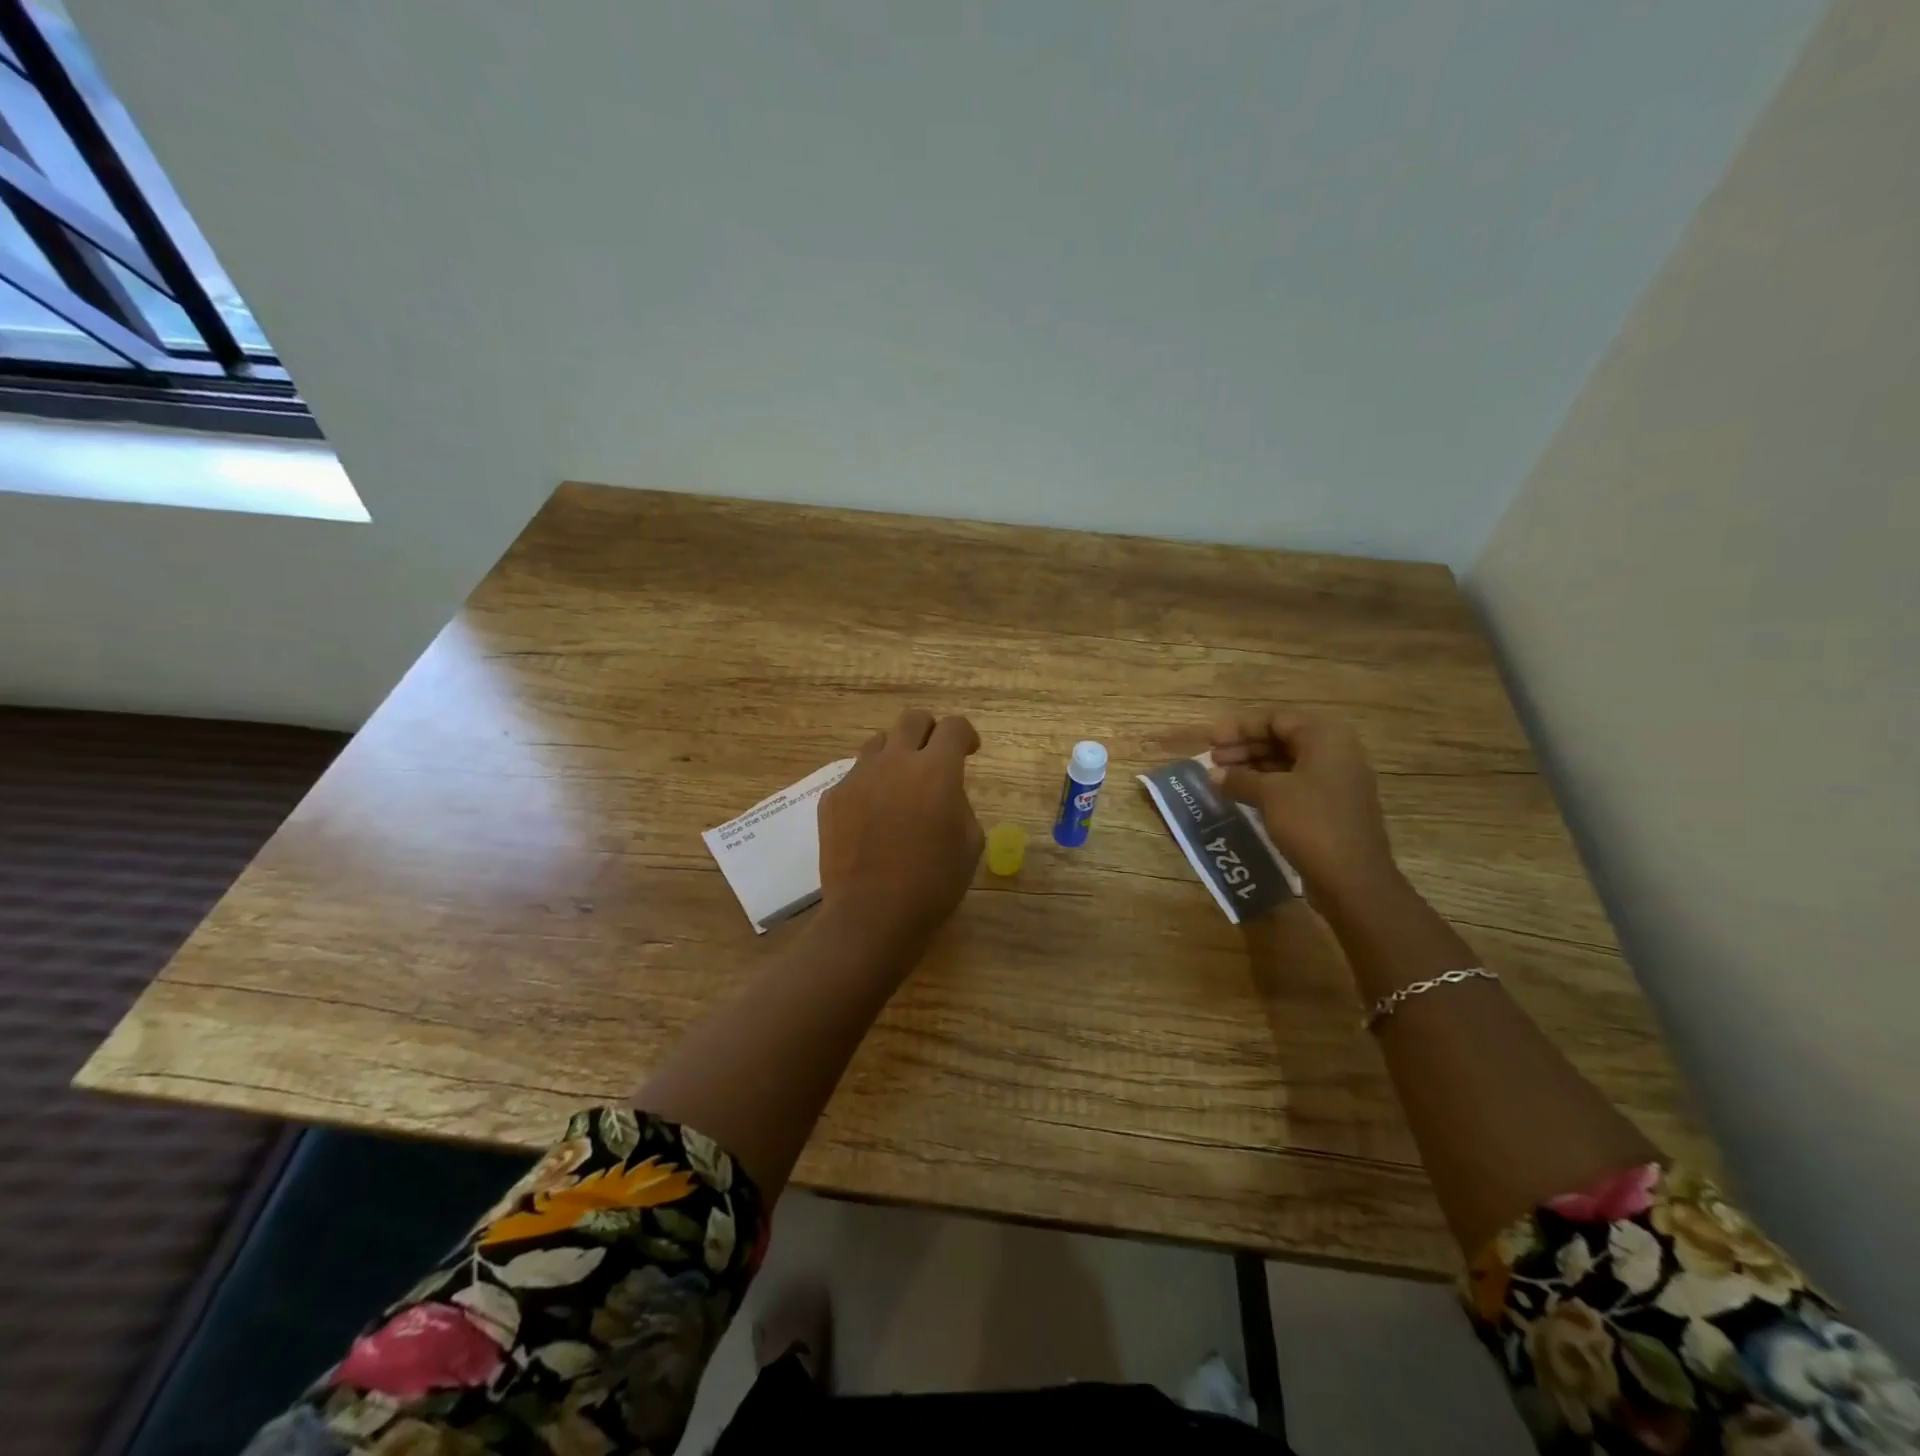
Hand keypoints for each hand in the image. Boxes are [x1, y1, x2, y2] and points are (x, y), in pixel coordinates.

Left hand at [818, 707, 983, 950]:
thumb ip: (960, 804)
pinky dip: (869, 787)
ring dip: (896, 756)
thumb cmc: (933, 883)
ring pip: (879, 744)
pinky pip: (855, 777)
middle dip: (928, 732)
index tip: (968, 752)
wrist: (872, 913)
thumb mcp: (970, 843)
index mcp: (936, 770)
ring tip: (900, 787)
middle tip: (934, 757)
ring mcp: (859, 777)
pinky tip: (872, 818)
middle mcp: (895, 761)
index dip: (965, 735)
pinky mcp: (833, 797)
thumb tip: (944, 794)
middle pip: (912, 719)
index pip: (953, 727)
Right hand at [1207, 708, 1400, 912]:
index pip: (1276, 719)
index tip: (1211, 740)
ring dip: (1253, 768)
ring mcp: (1337, 782)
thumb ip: (1239, 779)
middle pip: (1282, 739)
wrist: (1353, 879)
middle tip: (1212, 760)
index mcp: (1325, 738)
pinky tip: (1242, 797)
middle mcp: (1336, 753)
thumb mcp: (1269, 795)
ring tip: (1221, 779)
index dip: (1239, 727)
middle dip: (1244, 747)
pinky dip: (1267, 787)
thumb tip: (1214, 774)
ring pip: (1287, 764)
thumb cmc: (1312, 823)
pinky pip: (1295, 786)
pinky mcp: (1332, 808)